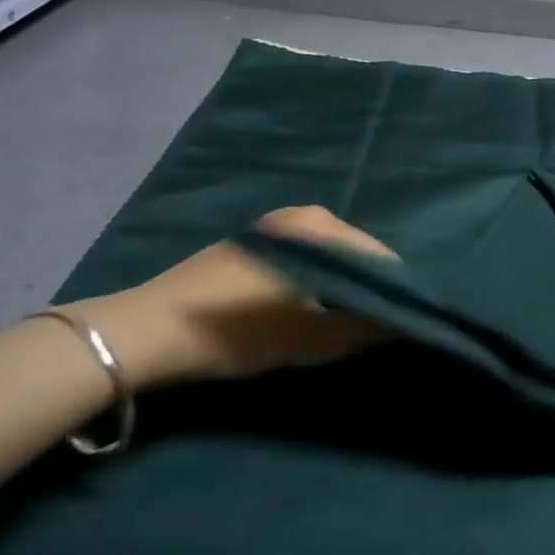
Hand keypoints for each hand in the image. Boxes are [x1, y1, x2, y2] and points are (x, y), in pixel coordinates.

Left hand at [72, 207, 394, 388]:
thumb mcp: (310, 339)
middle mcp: (306, 215)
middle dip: (368, 288)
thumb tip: (405, 323)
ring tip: (340, 321)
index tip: (401, 324)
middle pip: (358, 253)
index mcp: (323, 228)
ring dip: (341, 286)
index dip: (396, 293)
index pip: (382, 259)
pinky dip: (317, 279)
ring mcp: (278, 224)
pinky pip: (306, 256)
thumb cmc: (239, 332)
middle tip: (370, 328)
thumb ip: (364, 329)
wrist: (150, 330)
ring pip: (331, 256)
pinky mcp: (257, 240)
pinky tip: (306, 306)